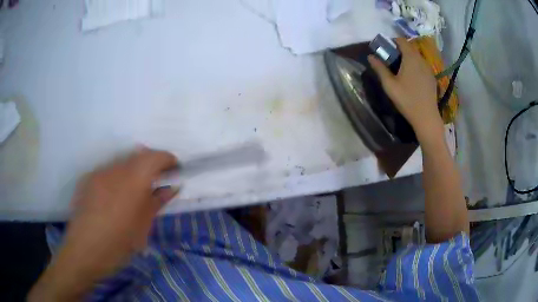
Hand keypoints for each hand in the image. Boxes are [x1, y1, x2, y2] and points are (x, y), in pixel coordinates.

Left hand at [29, 148, 177, 300]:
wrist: (84, 251)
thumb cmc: (119, 244)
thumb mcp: (143, 226)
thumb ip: (157, 202)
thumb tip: (172, 188)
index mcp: (133, 180)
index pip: (155, 157)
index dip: (168, 160)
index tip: (175, 170)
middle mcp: (115, 169)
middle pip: (138, 155)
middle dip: (151, 165)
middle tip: (156, 183)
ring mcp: (99, 172)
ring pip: (122, 162)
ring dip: (133, 171)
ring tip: (134, 192)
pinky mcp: (87, 178)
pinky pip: (107, 171)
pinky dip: (117, 177)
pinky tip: (114, 198)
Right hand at [368, 38, 441, 136]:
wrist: (426, 117)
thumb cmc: (407, 100)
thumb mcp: (389, 85)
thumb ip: (379, 68)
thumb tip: (370, 56)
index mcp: (410, 58)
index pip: (401, 40)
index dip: (392, 41)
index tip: (385, 49)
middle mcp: (421, 59)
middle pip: (410, 48)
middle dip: (400, 50)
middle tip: (391, 60)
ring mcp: (428, 69)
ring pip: (417, 57)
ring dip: (408, 58)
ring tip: (401, 69)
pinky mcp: (432, 78)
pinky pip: (422, 66)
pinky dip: (415, 66)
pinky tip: (412, 78)